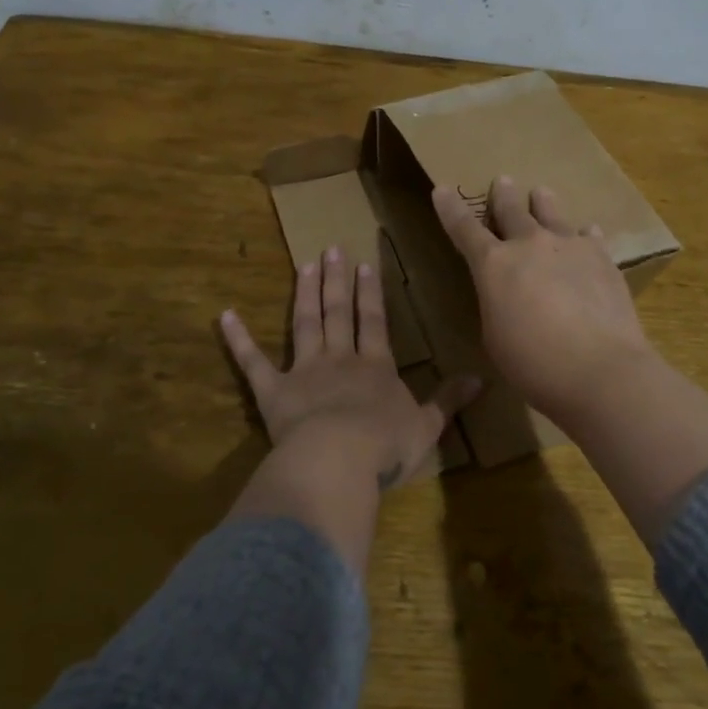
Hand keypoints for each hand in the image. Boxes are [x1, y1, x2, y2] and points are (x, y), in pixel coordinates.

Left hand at [221, 245, 479, 489]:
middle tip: (331, 248)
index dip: (370, 293)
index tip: (364, 263)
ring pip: (305, 324)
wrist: (339, 460)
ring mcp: (304, 372)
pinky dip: (239, 339)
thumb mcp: (427, 426)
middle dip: (337, 280)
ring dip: (305, 294)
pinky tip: (225, 315)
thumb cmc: (386, 446)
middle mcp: (340, 359)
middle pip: (338, 313)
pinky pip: (253, 362)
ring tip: (305, 264)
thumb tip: (482, 379)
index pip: (373, 322)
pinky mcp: (273, 392)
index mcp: (375, 367)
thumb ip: (449, 400)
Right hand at [431, 176, 657, 422]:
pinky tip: (587, 233)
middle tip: (502, 181)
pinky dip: (583, 235)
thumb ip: (496, 305)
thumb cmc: (534, 364)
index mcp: (494, 265)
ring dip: (543, 202)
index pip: (464, 229)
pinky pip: (589, 236)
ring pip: (552, 213)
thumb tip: (508, 294)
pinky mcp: (602, 258)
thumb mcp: (495, 338)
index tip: (442, 189)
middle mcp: (530, 245)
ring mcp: (569, 246)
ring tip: (541, 192)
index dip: (451, 208)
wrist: (600, 369)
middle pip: (511, 210)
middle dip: (503, 195)